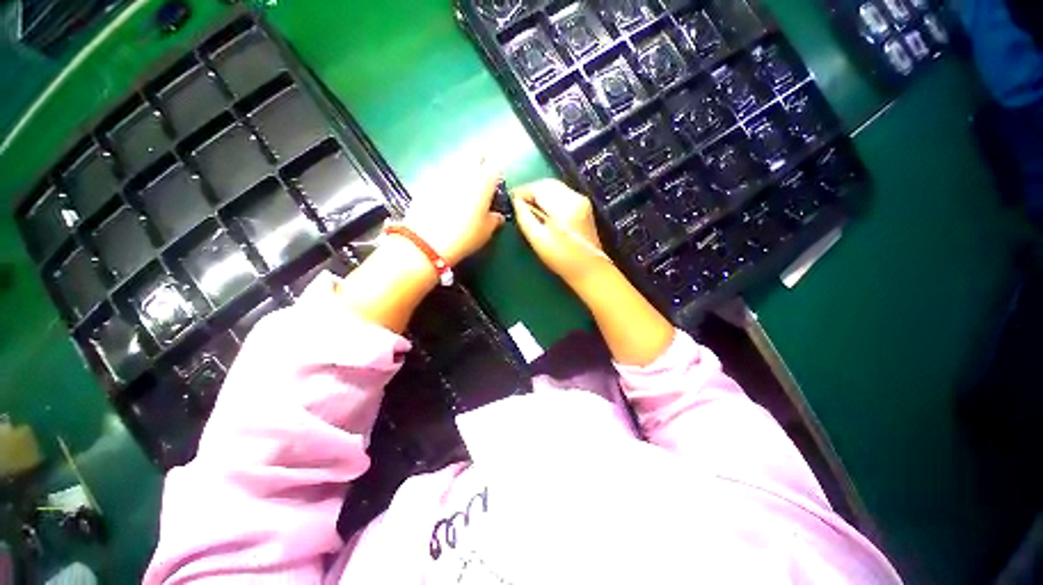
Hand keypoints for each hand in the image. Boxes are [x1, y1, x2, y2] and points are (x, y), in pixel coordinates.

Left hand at [402, 158, 504, 265]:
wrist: (427, 240)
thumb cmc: (465, 235)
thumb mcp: (486, 231)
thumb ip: (494, 219)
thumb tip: (497, 216)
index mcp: (484, 180)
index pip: (495, 165)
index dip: (495, 174)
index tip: (494, 186)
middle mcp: (464, 169)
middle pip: (474, 154)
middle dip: (479, 162)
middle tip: (480, 180)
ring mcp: (443, 172)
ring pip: (456, 161)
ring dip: (462, 170)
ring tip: (462, 189)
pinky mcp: (425, 179)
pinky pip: (441, 173)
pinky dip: (445, 180)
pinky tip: (444, 197)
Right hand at [511, 179, 609, 285]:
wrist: (589, 269)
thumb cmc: (562, 259)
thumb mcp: (539, 240)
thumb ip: (525, 218)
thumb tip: (516, 203)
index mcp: (564, 206)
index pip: (538, 187)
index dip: (522, 192)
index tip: (510, 201)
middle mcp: (575, 197)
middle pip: (547, 184)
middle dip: (530, 191)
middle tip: (517, 203)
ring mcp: (582, 201)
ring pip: (554, 188)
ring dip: (539, 194)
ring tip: (527, 208)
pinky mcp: (583, 207)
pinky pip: (561, 194)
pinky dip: (548, 198)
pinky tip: (542, 211)